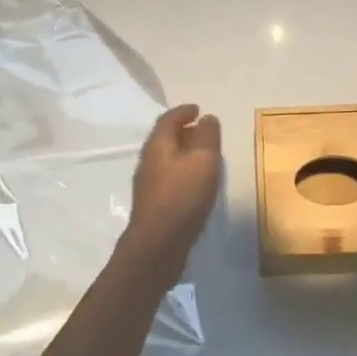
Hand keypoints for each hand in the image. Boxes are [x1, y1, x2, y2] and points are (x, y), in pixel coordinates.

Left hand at [127, 103, 222, 258]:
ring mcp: (149, 184)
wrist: (157, 246)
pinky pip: (169, 177)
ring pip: (167, 159)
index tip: (198, 109)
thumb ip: (207, 136)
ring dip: (184, 152)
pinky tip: (196, 183)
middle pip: (165, 138)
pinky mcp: (154, 204)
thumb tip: (207, 118)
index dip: (183, 111)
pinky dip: (183, 171)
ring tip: (204, 156)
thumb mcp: (203, 160)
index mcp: (158, 145)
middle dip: (184, 131)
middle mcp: (149, 161)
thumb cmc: (182, 197)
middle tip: (204, 130)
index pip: (168, 119)